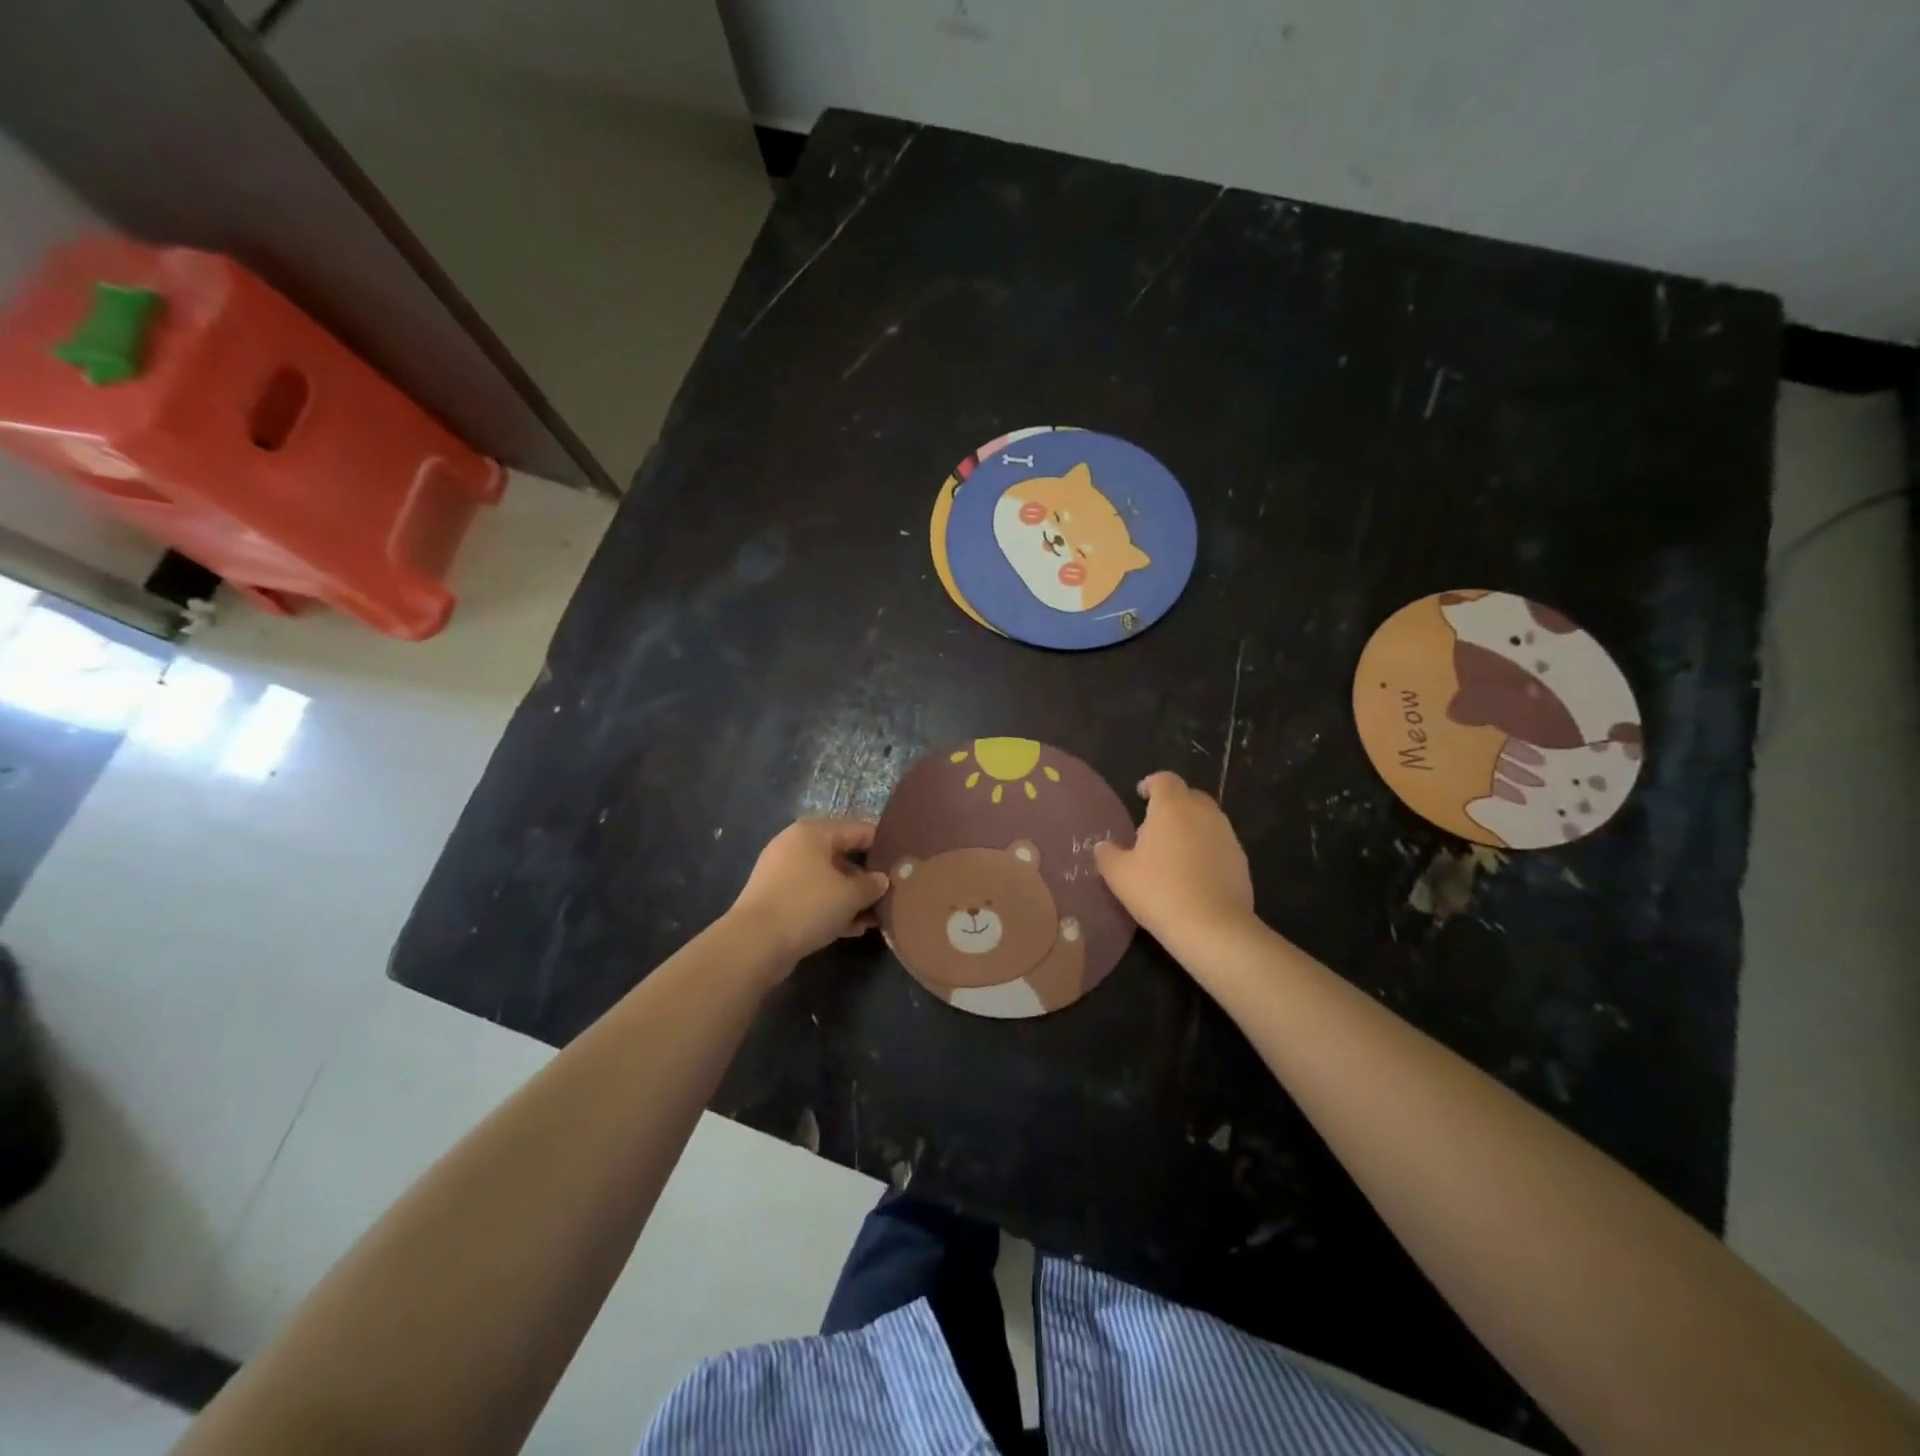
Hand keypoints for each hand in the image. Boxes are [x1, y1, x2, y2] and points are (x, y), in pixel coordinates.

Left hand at [729, 819, 889, 966]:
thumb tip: (882, 880)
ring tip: (876, 917)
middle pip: (841, 856)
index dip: (883, 846)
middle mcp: (795, 846)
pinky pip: (812, 898)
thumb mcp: (850, 895)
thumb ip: (872, 884)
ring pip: (827, 880)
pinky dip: (832, 909)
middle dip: (866, 877)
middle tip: (891, 894)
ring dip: (851, 897)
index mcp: (812, 832)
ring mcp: (782, 874)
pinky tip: (853, 928)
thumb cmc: (807, 905)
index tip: (902, 864)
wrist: (754, 943)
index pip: (858, 830)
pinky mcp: (775, 900)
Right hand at [1094, 772, 1255, 943]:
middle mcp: (1203, 813)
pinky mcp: (1241, 860)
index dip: (1152, 783)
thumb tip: (1102, 846)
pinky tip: (1194, 874)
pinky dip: (1206, 850)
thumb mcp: (1119, 875)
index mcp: (1172, 807)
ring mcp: (1227, 836)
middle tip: (1154, 827)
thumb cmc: (1158, 891)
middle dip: (1173, 805)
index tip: (1141, 795)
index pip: (1165, 780)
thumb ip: (1107, 854)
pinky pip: (1219, 844)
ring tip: (1173, 852)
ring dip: (1191, 828)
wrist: (1212, 927)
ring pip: (1207, 820)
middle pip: (1189, 796)